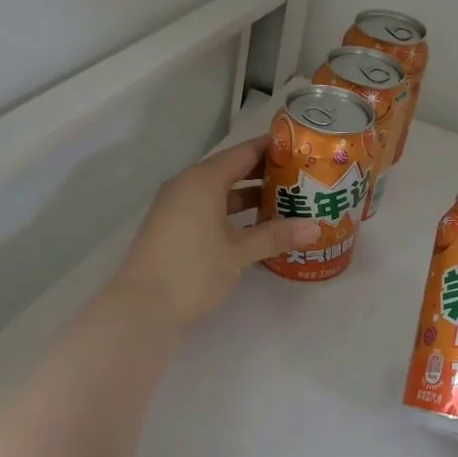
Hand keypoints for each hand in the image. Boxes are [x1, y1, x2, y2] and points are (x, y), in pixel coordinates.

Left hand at [114, 137, 321, 329]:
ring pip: (220, 191)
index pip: (244, 152)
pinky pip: (208, 207)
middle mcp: (187, 185)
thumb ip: (276, 235)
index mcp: (204, 179)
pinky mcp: (173, 227)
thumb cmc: (193, 270)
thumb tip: (316, 227)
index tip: (302, 149)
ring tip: (286, 202)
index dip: (273, 148)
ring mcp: (176, 206)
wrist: (141, 308)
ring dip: (249, 195)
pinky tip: (256, 226)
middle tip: (301, 177)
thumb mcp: (239, 252)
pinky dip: (232, 212)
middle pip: (232, 169)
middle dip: (265, 173)